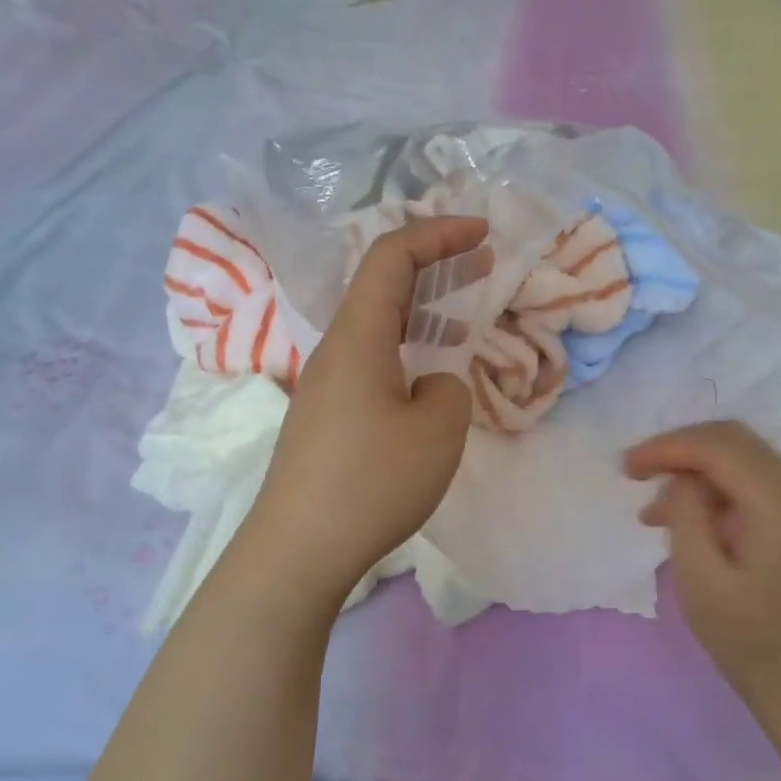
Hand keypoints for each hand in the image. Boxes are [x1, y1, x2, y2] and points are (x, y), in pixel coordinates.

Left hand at [252, 217, 491, 602]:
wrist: (299, 547)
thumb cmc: (371, 482)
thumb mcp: (438, 431)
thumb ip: (448, 390)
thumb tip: (429, 386)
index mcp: (358, 336)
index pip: (391, 256)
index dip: (438, 233)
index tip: (482, 233)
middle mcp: (334, 351)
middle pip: (381, 286)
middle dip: (435, 265)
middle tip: (482, 264)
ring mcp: (323, 386)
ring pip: (376, 327)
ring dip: (421, 312)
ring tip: (463, 319)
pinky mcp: (323, 419)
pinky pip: (369, 363)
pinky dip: (405, 350)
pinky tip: (426, 381)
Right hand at [624, 422, 780, 702]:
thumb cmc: (747, 637)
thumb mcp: (700, 580)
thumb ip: (687, 516)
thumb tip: (682, 479)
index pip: (720, 447)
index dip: (668, 447)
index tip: (626, 466)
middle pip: (733, 440)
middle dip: (679, 448)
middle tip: (636, 472)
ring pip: (741, 456)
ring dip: (694, 468)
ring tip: (652, 508)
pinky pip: (751, 480)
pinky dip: (713, 487)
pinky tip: (684, 516)